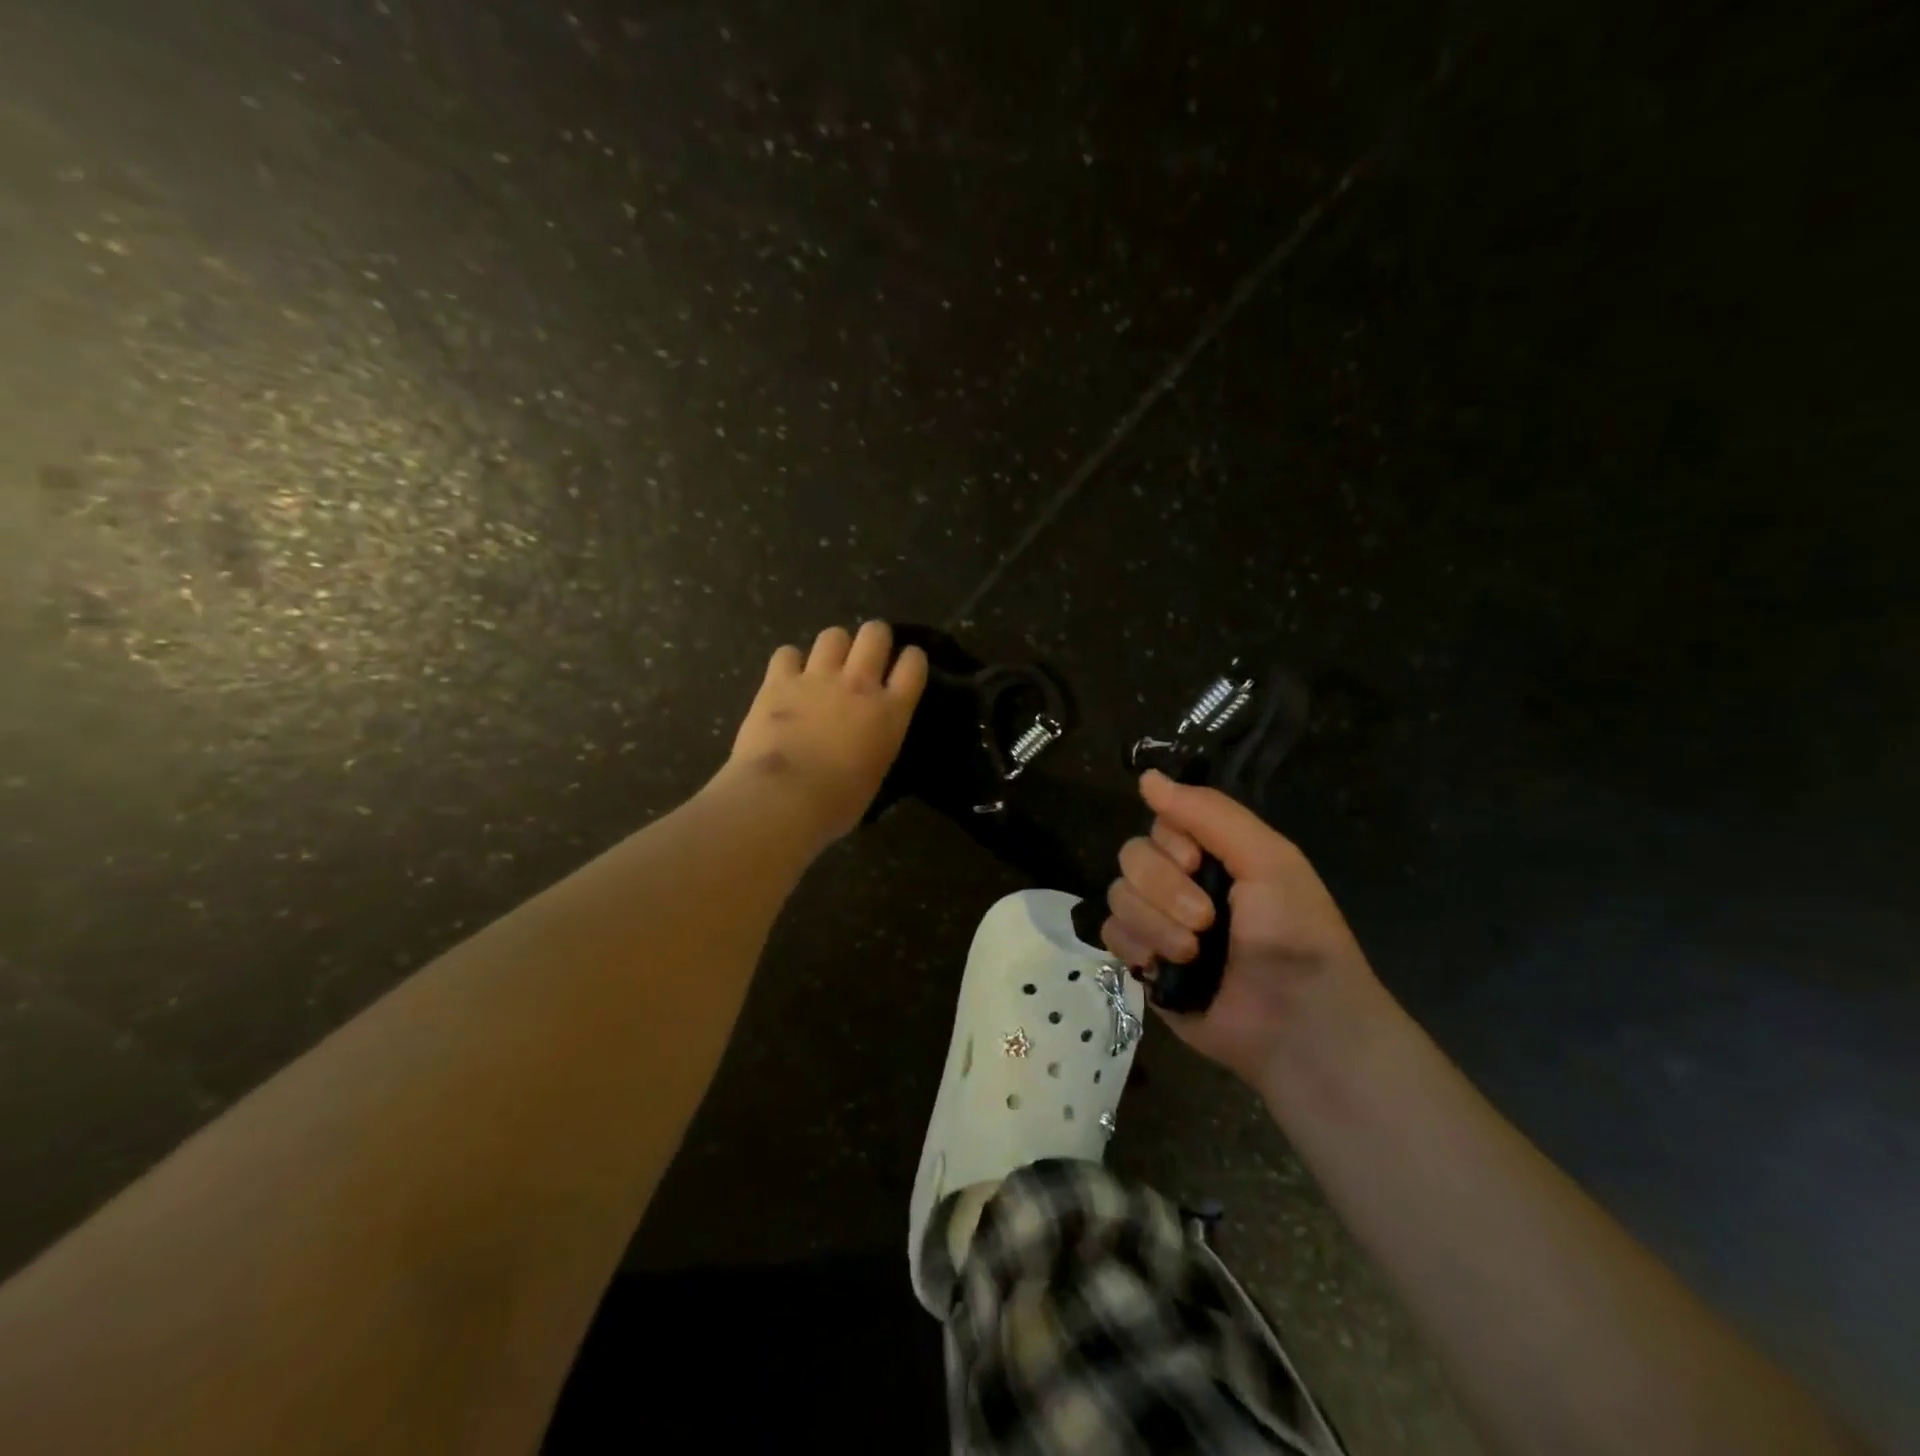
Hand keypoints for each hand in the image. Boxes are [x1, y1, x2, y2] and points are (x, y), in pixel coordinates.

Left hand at [720, 621, 928, 843]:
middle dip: (874, 638)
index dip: (911, 659)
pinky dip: (789, 662)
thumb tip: (865, 743)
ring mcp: (817, 678)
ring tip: (826, 665)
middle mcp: (859, 684)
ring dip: (834, 646)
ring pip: (834, 635)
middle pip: (875, 633)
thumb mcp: (875, 773)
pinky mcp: (778, 681)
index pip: (913, 665)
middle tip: (866, 655)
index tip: (905, 664)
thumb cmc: (837, 803)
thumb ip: (876, 744)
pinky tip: (787, 677)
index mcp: (890, 712)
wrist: (783, 798)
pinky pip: (787, 653)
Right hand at [1100, 770, 1385, 1096]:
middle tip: (1206, 921)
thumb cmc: (1295, 935)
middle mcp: (1182, 881)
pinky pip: (1110, 933)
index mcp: (1214, 853)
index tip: (1200, 867)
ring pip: (1118, 894)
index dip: (1171, 845)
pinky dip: (1135, 947)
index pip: (1160, 822)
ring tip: (1192, 954)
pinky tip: (1163, 967)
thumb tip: (1146, 776)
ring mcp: (1160, 921)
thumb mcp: (1268, 859)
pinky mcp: (1143, 960)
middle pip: (1132, 856)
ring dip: (1155, 925)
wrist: (1297, 1025)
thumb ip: (1209, 813)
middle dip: (1165, 890)